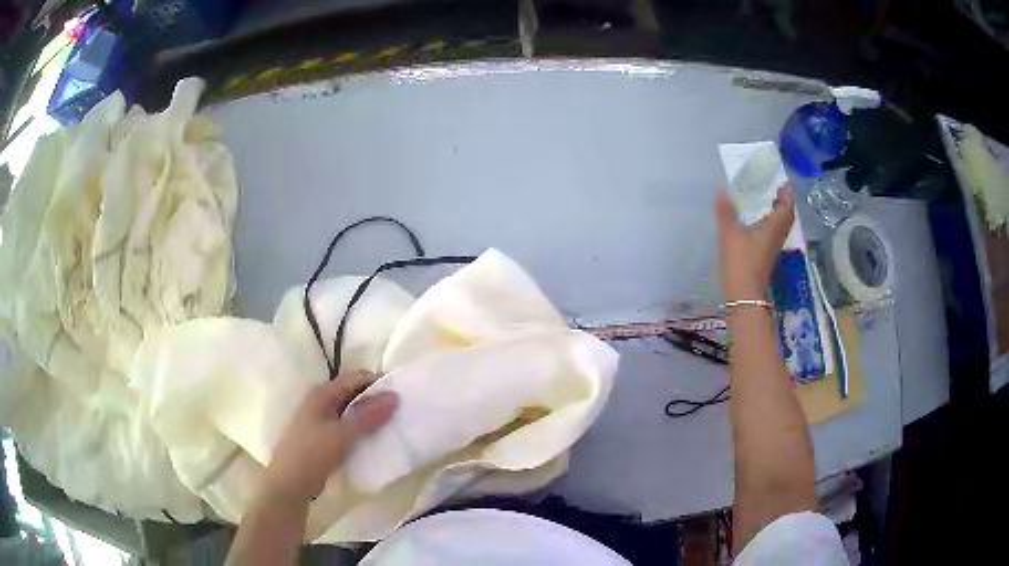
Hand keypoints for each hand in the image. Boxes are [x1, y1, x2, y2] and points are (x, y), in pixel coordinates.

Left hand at [263, 371, 397, 502]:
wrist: (290, 482)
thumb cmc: (313, 452)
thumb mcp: (343, 434)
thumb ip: (368, 416)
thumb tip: (394, 396)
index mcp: (322, 393)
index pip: (355, 378)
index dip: (377, 383)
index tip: (400, 394)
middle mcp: (320, 401)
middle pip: (352, 393)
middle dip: (374, 400)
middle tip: (399, 411)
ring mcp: (320, 420)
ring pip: (350, 411)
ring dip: (368, 417)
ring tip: (391, 425)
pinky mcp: (322, 437)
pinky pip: (346, 427)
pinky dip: (360, 430)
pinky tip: (373, 440)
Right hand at [715, 185, 794, 301]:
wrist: (743, 295)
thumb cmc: (741, 261)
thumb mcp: (729, 233)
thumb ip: (726, 211)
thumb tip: (721, 189)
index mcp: (774, 226)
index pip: (787, 206)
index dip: (786, 193)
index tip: (779, 181)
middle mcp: (777, 235)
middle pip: (786, 215)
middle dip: (782, 202)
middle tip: (771, 189)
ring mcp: (772, 247)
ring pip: (779, 225)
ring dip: (775, 213)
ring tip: (762, 201)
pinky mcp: (765, 255)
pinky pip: (771, 233)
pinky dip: (767, 223)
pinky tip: (754, 221)